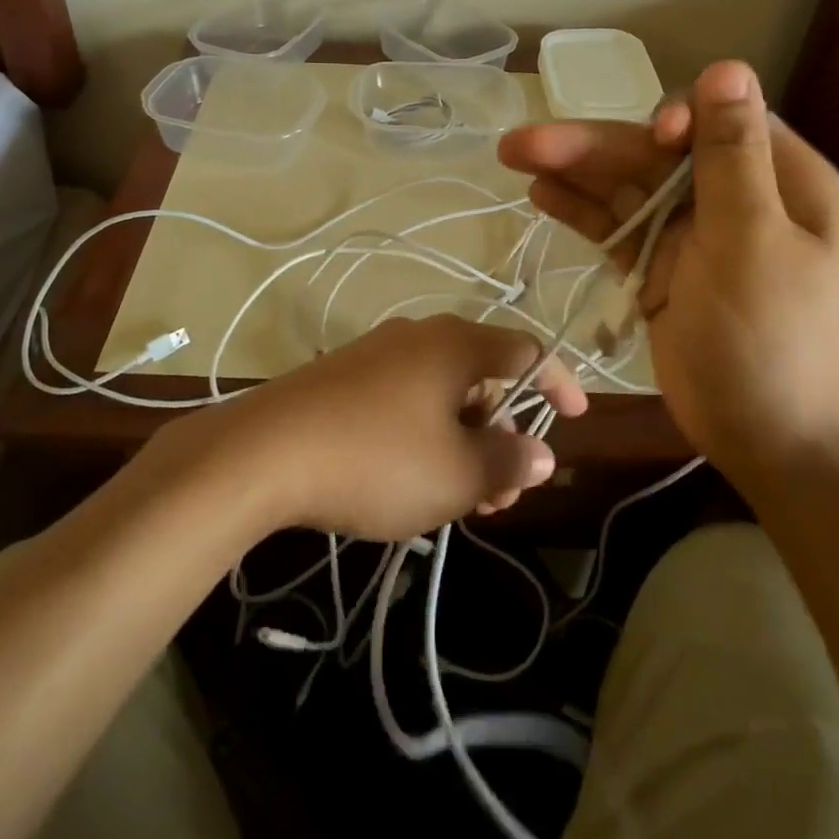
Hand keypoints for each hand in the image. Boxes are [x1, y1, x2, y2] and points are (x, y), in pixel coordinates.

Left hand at [200, 315, 587, 540]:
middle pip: (483, 378)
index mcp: (455, 345)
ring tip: (460, 502)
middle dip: (503, 436)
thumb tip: (543, 453)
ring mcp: (376, 354)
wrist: (262, 452)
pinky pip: (404, 401)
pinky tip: (412, 483)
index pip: (526, 351)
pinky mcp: (343, 378)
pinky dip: (426, 437)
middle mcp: (419, 336)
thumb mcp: (455, 474)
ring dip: (464, 443)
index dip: (558, 383)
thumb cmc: (376, 459)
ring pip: (442, 395)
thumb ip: (508, 461)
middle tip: (502, 494)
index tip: (577, 419)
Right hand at [499, 60, 838, 488]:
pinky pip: (617, 228)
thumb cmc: (775, 341)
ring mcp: (693, 234)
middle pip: (654, 156)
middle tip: (519, 144)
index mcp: (779, 180)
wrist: (774, 442)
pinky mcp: (660, 267)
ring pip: (626, 189)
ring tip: (514, 158)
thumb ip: (733, 157)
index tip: (651, 140)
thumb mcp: (756, 241)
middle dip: (592, 147)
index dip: (670, 122)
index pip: (715, 123)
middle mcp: (734, 197)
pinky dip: (582, 211)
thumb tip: (726, 67)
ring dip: (574, 173)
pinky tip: (542, 196)